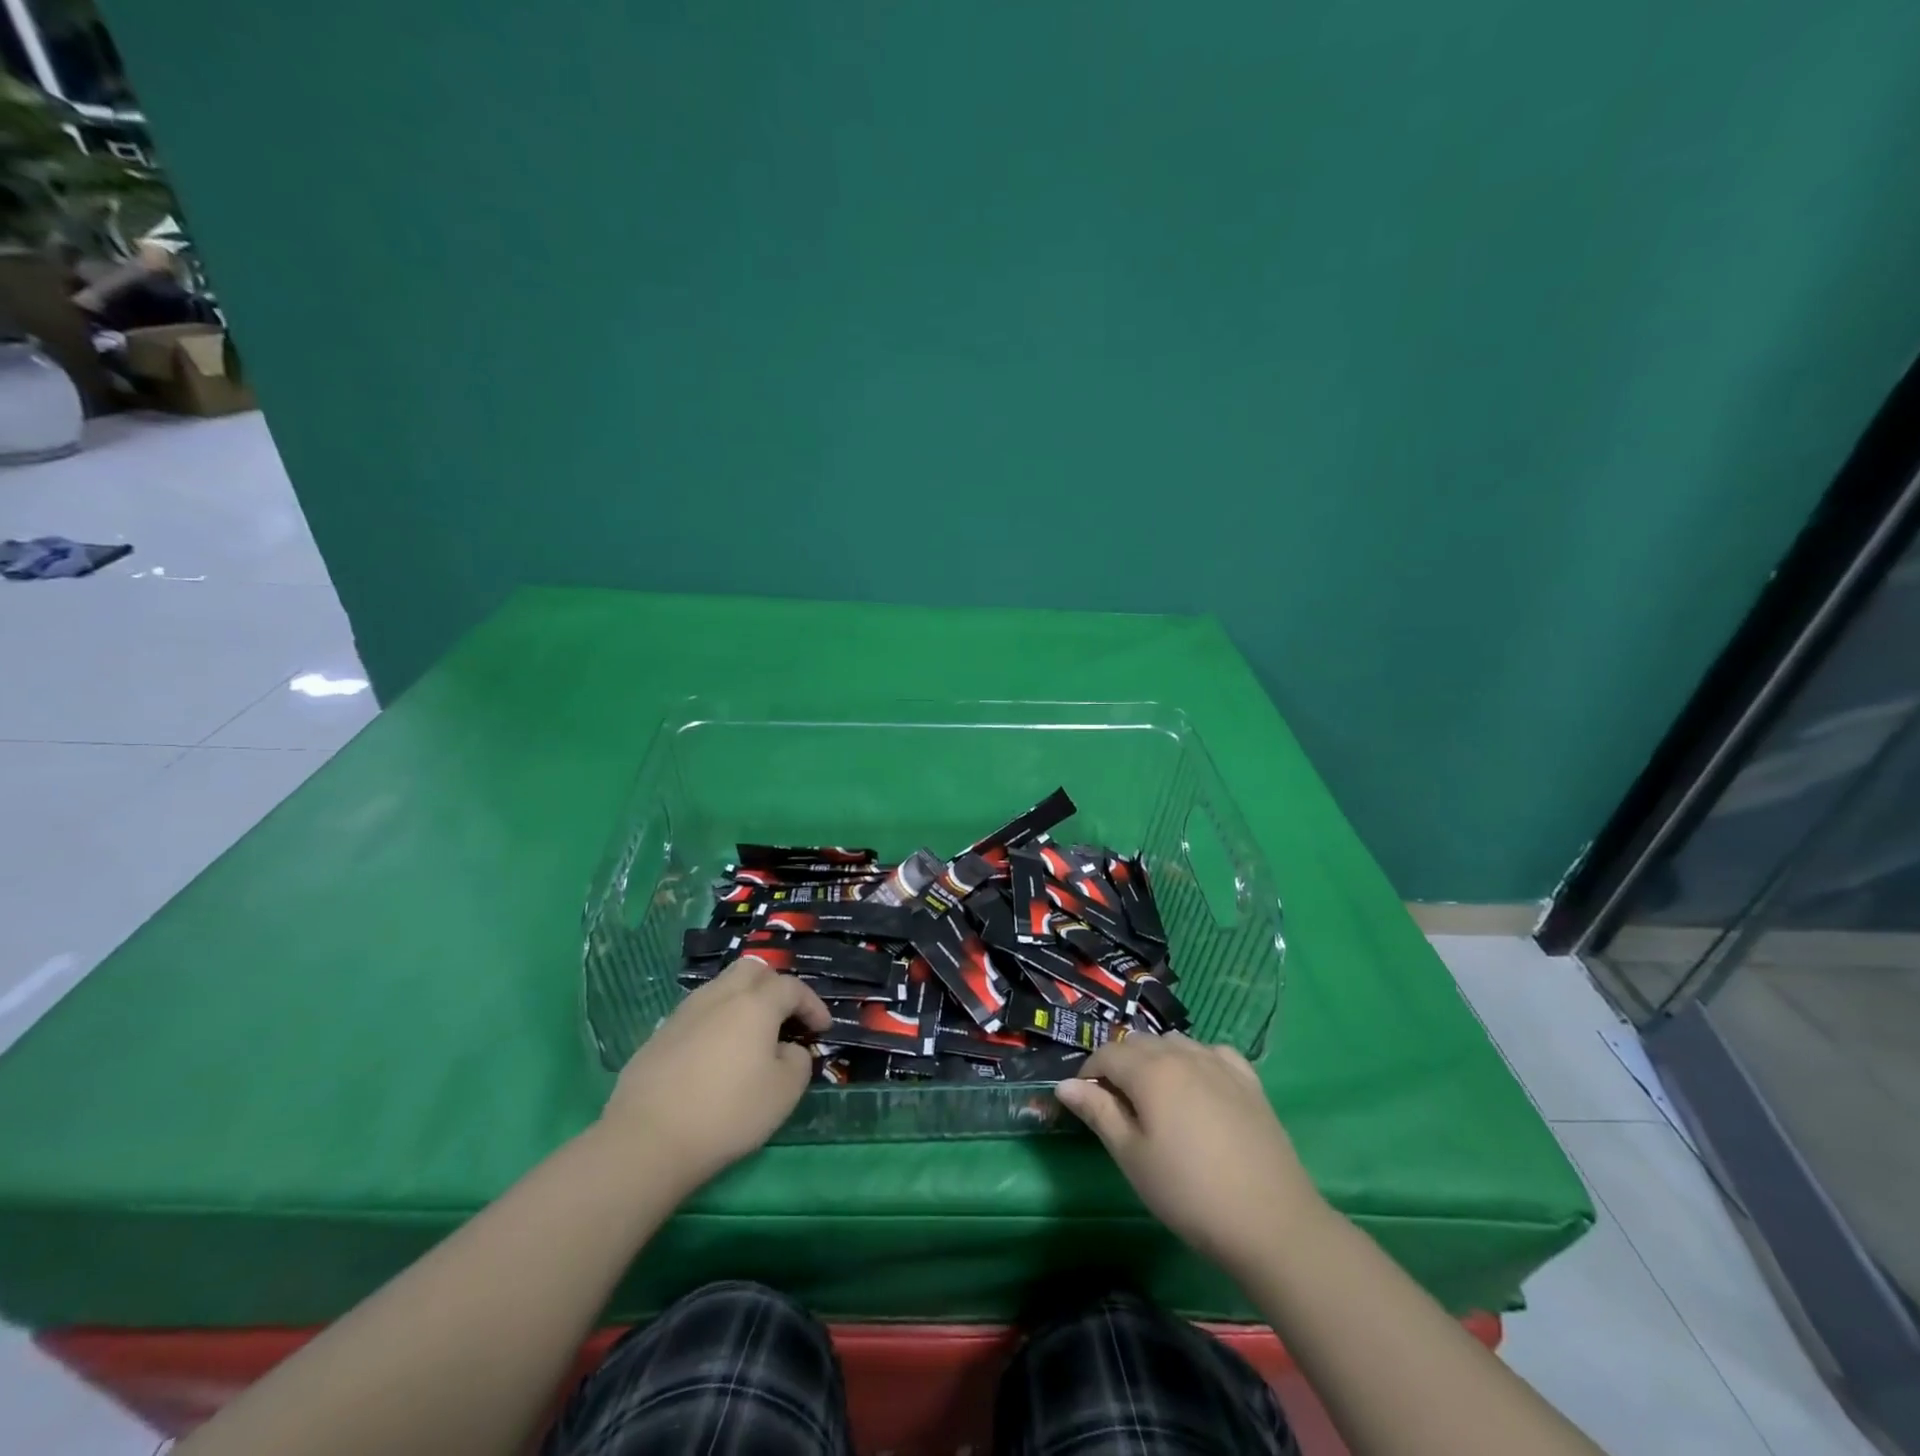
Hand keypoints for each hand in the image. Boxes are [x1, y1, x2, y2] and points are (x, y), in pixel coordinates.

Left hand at [599, 956, 830, 1196]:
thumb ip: (797, 1060)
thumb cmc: (728, 1112)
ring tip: (751, 1036)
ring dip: (744, 1002)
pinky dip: (717, 1023)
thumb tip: (788, 1049)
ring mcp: (685, 1012)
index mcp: (755, 1003)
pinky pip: (698, 1014)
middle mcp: (720, 996)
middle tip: (785, 1017)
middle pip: (753, 970)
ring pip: (722, 988)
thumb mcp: (784, 1092)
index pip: (792, 987)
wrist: (647, 1140)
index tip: (821, 1029)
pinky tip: (716, 1056)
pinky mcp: (660, 1035)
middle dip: (775, 986)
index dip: (812, 1005)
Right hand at [1056, 1033, 1325, 1280]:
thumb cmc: (1189, 1193)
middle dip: (1120, 1065)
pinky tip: (1199, 1087)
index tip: (1086, 1103)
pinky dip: (1195, 1060)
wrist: (1271, 1221)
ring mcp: (1219, 1062)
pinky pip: (1211, 1052)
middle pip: (1140, 1043)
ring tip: (1157, 1100)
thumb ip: (1098, 1112)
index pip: (1107, 1053)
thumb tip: (1065, 1084)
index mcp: (1150, 1069)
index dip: (1089, 1073)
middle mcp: (1183, 1053)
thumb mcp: (1132, 1157)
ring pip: (1175, 1043)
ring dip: (1156, 1060)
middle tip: (1119, 1108)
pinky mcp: (1248, 1079)